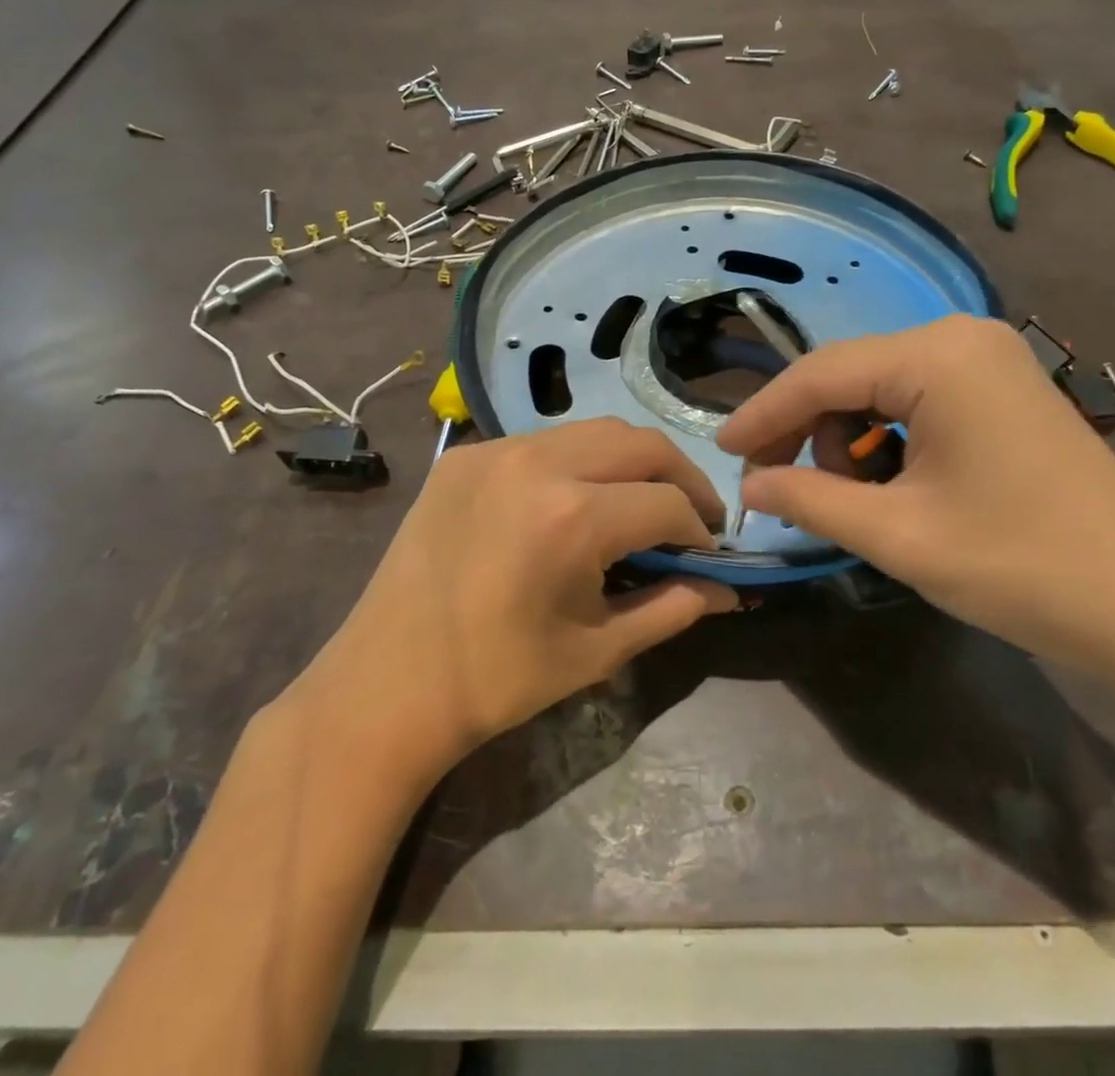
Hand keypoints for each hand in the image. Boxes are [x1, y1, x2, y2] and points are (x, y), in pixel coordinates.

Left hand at [286, 418, 737, 782]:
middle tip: (693, 515)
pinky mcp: (465, 454)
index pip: (668, 503)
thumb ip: (672, 609)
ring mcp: (495, 450)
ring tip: (642, 498)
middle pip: (641, 444)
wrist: (388, 684)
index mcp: (572, 518)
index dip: (699, 530)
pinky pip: (544, 441)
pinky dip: (579, 460)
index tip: (707, 554)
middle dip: (681, 477)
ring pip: (594, 430)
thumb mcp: (597, 650)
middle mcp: (537, 463)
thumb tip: (726, 591)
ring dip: (632, 460)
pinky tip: (578, 497)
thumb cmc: (498, 680)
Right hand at [717, 315, 1114, 691]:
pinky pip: (918, 398)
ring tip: (852, 497)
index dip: (762, 414)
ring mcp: (989, 359)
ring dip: (848, 438)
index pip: (820, 374)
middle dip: (806, 430)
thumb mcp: (897, 535)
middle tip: (780, 487)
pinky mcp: (1005, 388)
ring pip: (881, 387)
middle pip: (849, 375)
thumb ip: (809, 499)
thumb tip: (749, 483)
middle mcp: (961, 337)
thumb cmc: (1020, 567)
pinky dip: (888, 438)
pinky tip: (893, 482)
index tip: (720, 451)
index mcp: (936, 357)